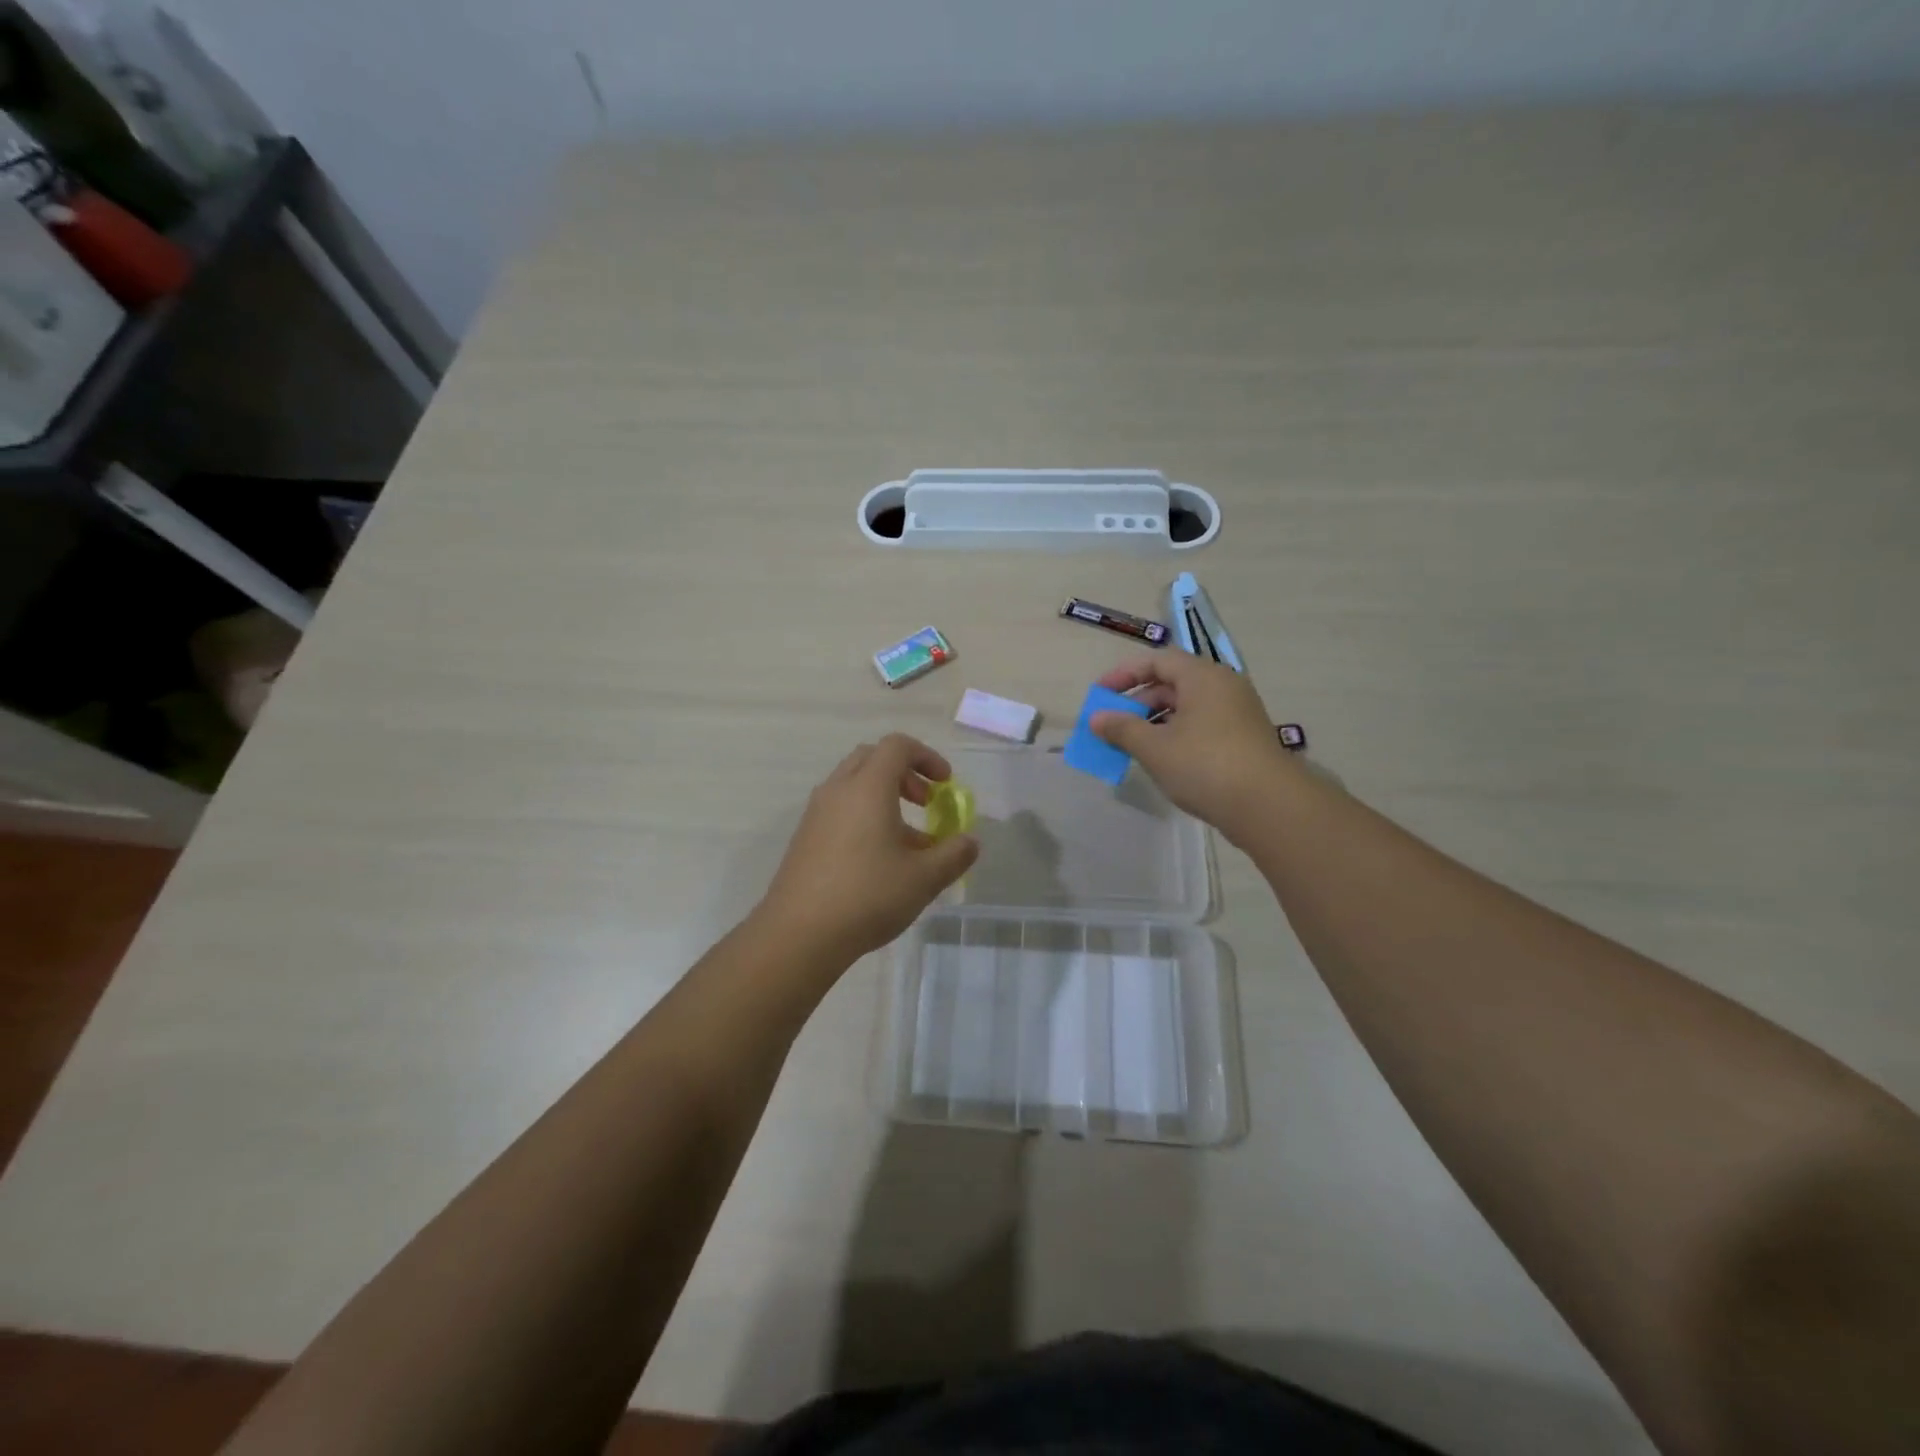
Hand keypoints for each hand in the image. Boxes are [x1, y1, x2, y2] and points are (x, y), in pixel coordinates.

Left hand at [755, 734, 978, 966]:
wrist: (798, 934)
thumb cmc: (867, 896)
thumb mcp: (924, 879)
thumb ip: (953, 855)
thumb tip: (970, 842)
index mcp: (868, 787)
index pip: (897, 746)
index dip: (927, 757)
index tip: (945, 784)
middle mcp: (838, 790)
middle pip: (872, 758)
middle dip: (904, 773)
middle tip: (926, 802)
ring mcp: (816, 813)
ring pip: (854, 786)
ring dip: (884, 798)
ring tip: (908, 841)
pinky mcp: (805, 838)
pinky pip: (839, 810)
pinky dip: (864, 816)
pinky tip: (878, 860)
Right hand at [1091, 651, 1293, 839]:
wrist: (1268, 806)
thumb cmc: (1205, 765)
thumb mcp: (1155, 747)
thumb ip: (1122, 729)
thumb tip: (1096, 718)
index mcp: (1203, 677)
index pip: (1157, 661)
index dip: (1124, 675)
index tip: (1100, 695)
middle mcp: (1223, 687)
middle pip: (1172, 683)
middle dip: (1137, 703)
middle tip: (1112, 726)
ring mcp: (1236, 713)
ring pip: (1186, 708)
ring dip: (1154, 722)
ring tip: (1132, 746)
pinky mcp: (1243, 739)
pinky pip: (1201, 726)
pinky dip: (1175, 736)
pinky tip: (1162, 760)